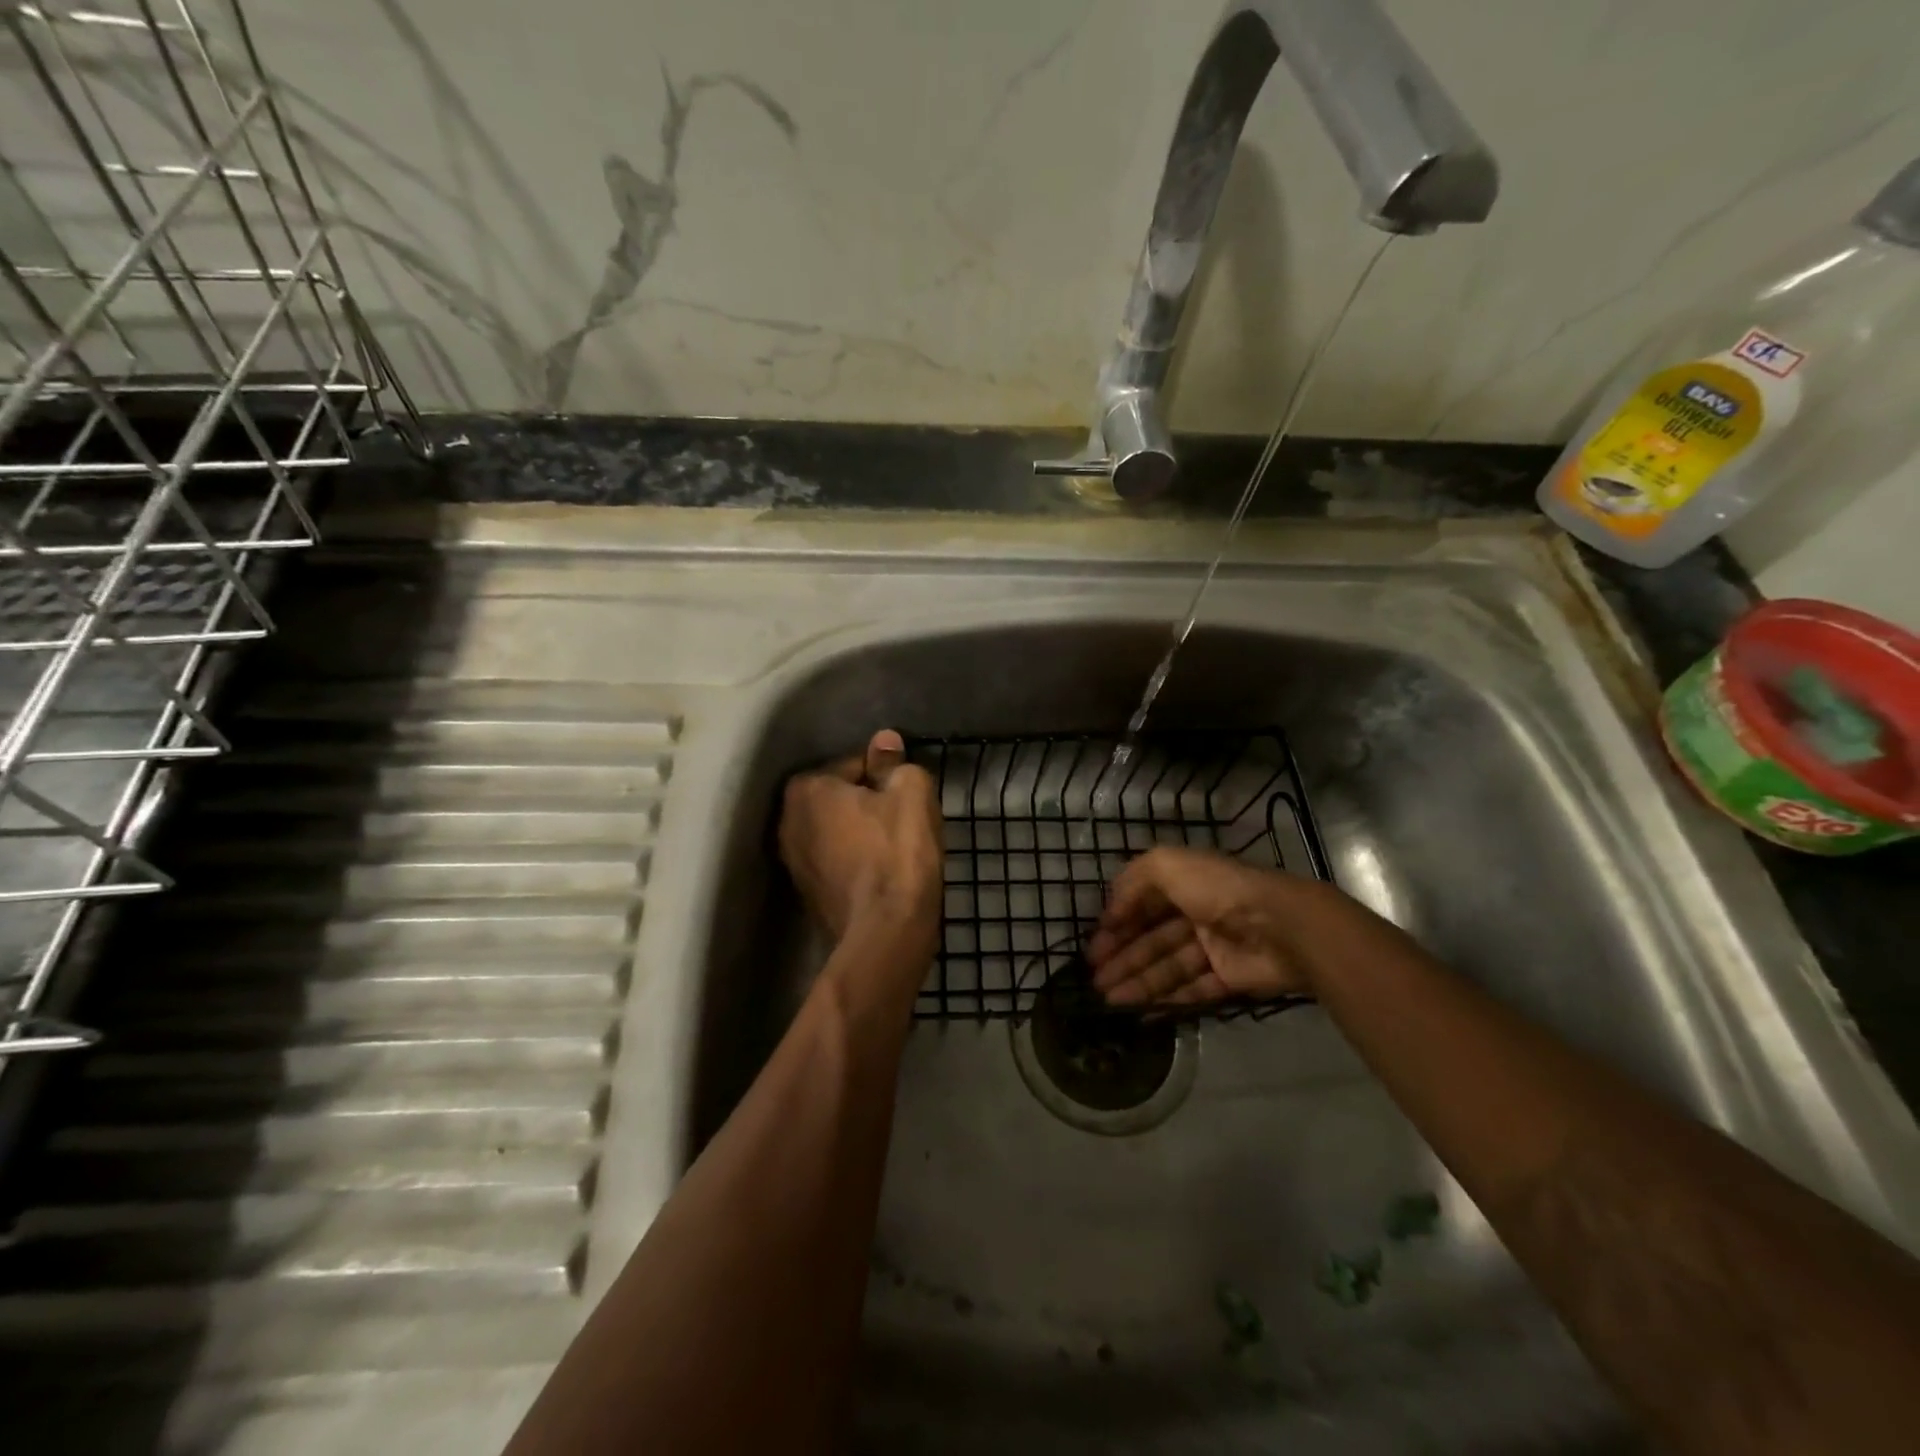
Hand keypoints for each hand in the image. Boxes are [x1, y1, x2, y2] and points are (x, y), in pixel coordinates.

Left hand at [779, 729, 942, 948]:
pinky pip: (834, 860)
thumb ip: (895, 763)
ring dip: (861, 832)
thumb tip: (885, 741)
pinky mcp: (805, 894)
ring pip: (836, 831)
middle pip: (839, 798)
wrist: (886, 933)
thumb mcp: (910, 794)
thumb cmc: (898, 853)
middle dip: (868, 803)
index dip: (886, 776)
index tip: (907, 795)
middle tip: (904, 820)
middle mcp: (787, 821)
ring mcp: (792, 862)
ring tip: (895, 847)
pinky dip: (854, 860)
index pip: (854, 765)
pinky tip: (881, 871)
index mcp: (806, 789)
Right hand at [1086, 847, 1377, 1007]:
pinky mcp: (1230, 978)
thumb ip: (1132, 881)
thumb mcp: (1166, 865)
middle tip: (1093, 980)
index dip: (1116, 924)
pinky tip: (1140, 1012)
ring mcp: (1215, 948)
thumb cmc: (1218, 890)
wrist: (1280, 926)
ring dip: (1136, 982)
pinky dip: (1166, 1000)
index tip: (1093, 946)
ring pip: (1167, 967)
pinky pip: (1192, 990)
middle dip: (1121, 958)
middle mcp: (1198, 913)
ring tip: (1107, 1000)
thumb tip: (1111, 912)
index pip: (1142, 905)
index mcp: (1184, 883)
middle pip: (1152, 939)